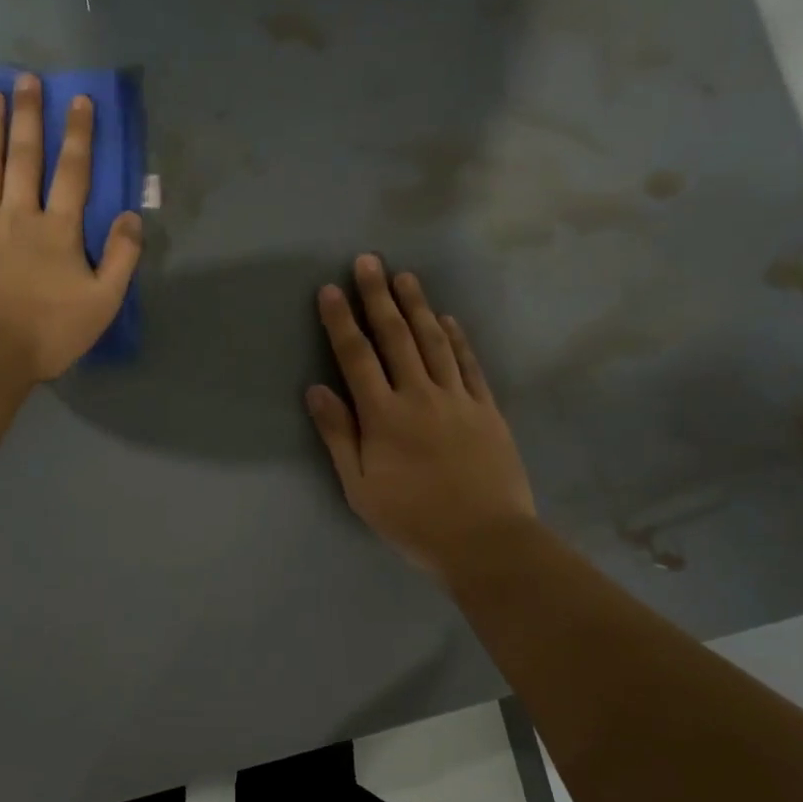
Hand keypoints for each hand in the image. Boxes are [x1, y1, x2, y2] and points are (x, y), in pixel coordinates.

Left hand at [0, 74, 141, 380]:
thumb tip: (134, 217)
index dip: (78, 135)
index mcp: (59, 230)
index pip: (73, 172)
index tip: (78, 99)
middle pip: (25, 157)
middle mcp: (19, 215)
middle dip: (28, 117)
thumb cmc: (48, 331)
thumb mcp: (102, 303)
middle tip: (24, 80)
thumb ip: (122, 258)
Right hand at [307, 255, 537, 583]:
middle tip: (368, 261)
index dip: (342, 321)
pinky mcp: (486, 409)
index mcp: (384, 416)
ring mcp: (458, 399)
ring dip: (417, 306)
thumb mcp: (360, 488)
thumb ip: (339, 435)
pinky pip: (468, 364)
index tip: (331, 289)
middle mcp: (420, 396)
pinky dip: (457, 337)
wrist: (485, 540)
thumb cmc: (413, 519)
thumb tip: (316, 390)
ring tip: (405, 277)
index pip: (357, 357)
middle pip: (396, 337)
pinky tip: (447, 319)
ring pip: (434, 341)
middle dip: (379, 297)